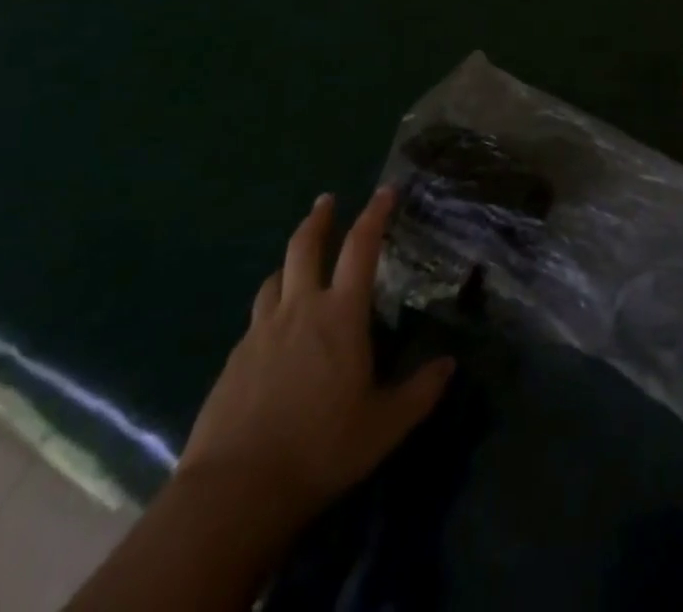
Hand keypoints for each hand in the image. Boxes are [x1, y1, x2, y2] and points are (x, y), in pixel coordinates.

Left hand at [176, 188, 453, 526]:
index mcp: (340, 315)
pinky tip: (274, 333)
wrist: (234, 492)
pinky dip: (270, 309)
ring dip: (289, 263)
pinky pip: (256, 319)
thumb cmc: (320, 449)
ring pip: (274, 279)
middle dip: (319, 218)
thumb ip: (419, 392)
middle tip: (326, 200)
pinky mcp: (233, 361)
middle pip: (305, 246)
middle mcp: (300, 309)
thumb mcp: (383, 426)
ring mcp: (261, 333)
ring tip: (297, 264)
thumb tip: (449, 365)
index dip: (374, 214)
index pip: (361, 247)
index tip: (385, 191)